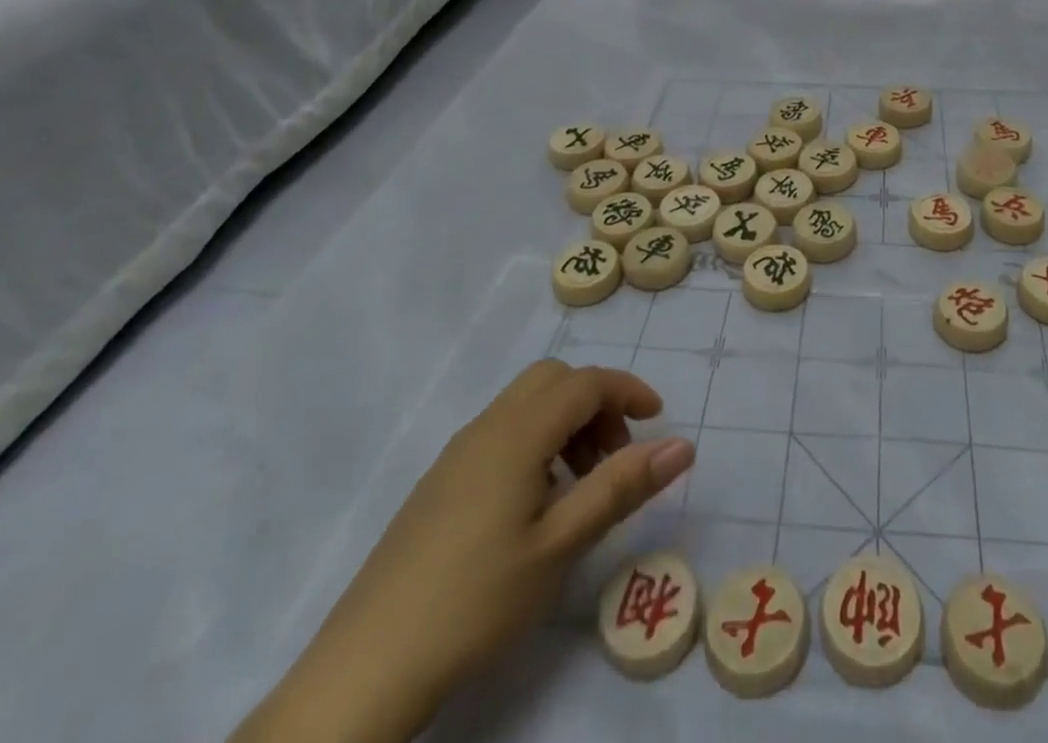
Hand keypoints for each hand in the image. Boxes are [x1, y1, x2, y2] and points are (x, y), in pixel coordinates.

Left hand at [233, 361, 694, 742]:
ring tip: (581, 486)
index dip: (628, 390)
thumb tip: (681, 444)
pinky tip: (536, 504)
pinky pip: (502, 433)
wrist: (366, 667)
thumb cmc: (476, 599)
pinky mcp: (440, 483)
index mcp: (517, 433)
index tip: (659, 419)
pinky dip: (536, 442)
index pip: (585, 382)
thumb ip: (621, 486)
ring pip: (526, 405)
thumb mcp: (561, 545)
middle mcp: (486, 428)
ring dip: (566, 423)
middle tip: (615, 456)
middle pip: (553, 379)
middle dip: (595, 403)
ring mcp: (457, 454)